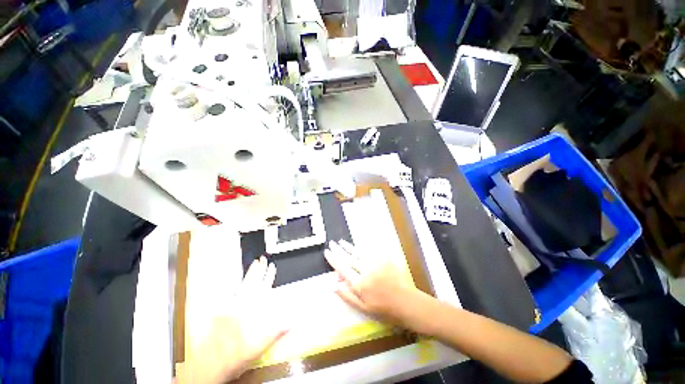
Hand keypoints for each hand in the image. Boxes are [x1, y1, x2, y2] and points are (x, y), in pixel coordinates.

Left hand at [176, 257, 288, 383]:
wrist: (208, 366)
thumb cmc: (234, 358)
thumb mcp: (257, 349)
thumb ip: (274, 334)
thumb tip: (290, 322)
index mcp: (249, 312)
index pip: (262, 289)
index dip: (268, 277)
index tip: (272, 266)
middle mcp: (239, 307)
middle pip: (251, 284)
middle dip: (258, 270)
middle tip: (262, 259)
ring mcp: (229, 308)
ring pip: (242, 286)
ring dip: (249, 274)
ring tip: (254, 264)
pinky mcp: (220, 312)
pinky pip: (230, 295)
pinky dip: (236, 286)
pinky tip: (238, 282)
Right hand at [324, 240, 427, 330]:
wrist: (406, 302)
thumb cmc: (383, 309)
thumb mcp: (363, 307)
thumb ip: (347, 296)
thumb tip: (333, 286)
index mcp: (359, 284)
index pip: (342, 268)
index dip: (333, 259)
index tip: (327, 252)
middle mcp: (365, 271)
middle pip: (349, 258)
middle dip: (339, 250)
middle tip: (332, 243)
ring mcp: (375, 263)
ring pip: (359, 252)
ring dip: (349, 246)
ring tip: (341, 241)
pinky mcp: (383, 260)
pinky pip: (370, 251)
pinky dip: (362, 247)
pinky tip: (358, 245)